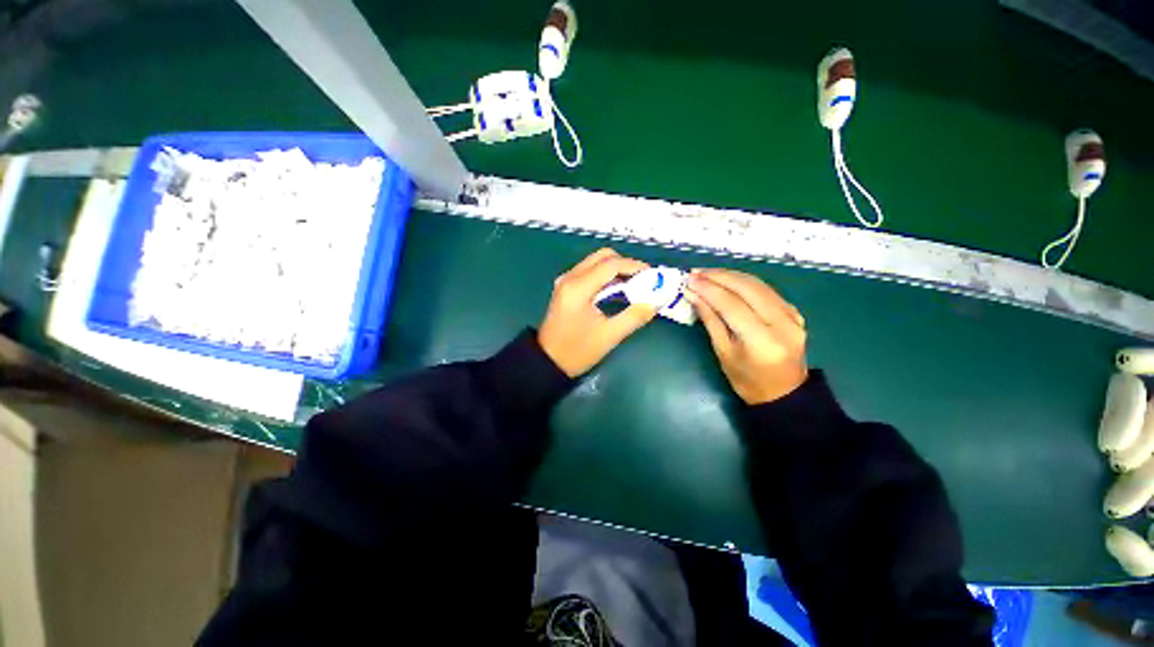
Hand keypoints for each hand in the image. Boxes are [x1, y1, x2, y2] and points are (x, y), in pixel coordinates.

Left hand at [539, 249, 658, 376]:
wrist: (548, 362)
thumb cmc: (577, 351)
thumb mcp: (610, 336)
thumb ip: (635, 316)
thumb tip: (657, 301)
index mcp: (578, 288)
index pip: (611, 265)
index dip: (634, 266)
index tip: (652, 275)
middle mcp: (570, 278)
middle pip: (602, 257)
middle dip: (625, 264)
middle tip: (643, 279)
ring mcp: (565, 281)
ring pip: (595, 262)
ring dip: (616, 269)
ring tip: (634, 285)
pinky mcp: (565, 288)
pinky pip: (589, 272)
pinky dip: (605, 276)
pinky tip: (617, 290)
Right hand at [685, 269, 807, 404]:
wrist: (784, 393)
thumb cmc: (747, 380)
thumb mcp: (723, 352)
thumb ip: (710, 320)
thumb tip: (693, 294)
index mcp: (762, 341)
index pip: (731, 305)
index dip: (708, 289)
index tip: (689, 280)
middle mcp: (782, 323)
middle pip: (747, 288)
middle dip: (718, 276)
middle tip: (695, 273)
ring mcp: (792, 315)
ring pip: (758, 284)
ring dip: (730, 275)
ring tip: (707, 273)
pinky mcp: (794, 311)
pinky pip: (766, 290)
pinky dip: (744, 282)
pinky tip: (728, 280)